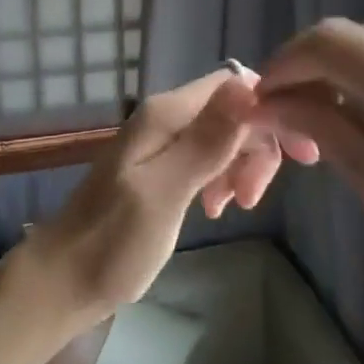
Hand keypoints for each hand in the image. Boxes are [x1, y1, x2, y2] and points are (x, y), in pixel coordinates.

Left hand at [21, 67, 315, 319]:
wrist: (65, 279)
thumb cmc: (113, 242)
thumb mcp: (165, 193)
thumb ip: (205, 141)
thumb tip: (249, 85)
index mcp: (166, 114)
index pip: (235, 84)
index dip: (271, 110)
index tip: (298, 154)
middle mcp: (165, 118)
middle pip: (233, 110)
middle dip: (256, 147)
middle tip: (253, 198)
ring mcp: (162, 142)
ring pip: (223, 135)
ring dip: (241, 166)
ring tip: (236, 207)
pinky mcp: (162, 167)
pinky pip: (206, 157)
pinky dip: (222, 178)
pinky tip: (216, 208)